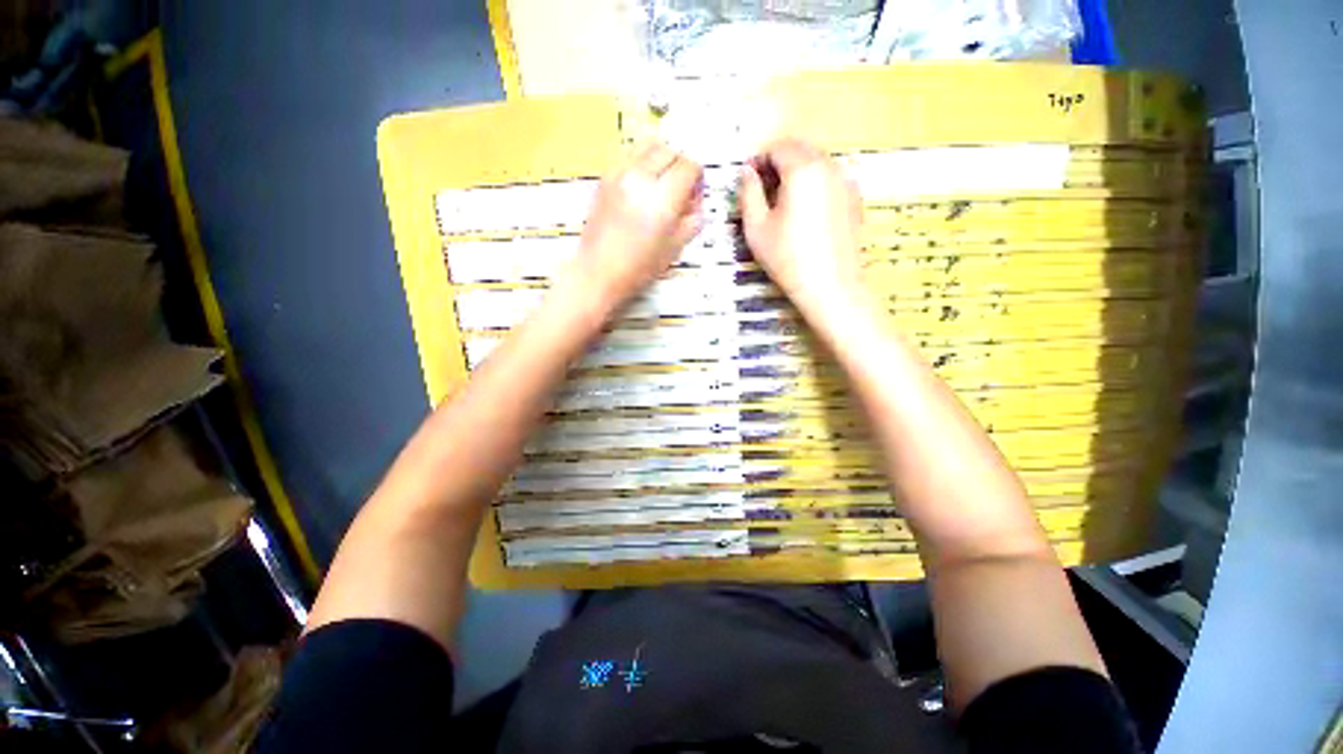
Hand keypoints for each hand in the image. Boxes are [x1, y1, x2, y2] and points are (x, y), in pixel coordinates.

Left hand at [561, 141, 702, 310]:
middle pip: (671, 149)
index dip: (698, 176)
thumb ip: (693, 219)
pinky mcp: (606, 176)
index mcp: (662, 199)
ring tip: (663, 177)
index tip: (696, 189)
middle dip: (682, 163)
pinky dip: (642, 158)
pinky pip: (630, 152)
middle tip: (682, 184)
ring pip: (649, 142)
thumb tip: (696, 200)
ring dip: (662, 154)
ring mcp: (620, 173)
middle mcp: (641, 178)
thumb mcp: (676, 248)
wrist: (598, 271)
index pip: (689, 165)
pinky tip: (643, 181)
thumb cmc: (637, 267)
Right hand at [739, 139, 864, 316]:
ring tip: (784, 204)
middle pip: (800, 150)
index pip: (778, 147)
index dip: (760, 160)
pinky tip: (807, 213)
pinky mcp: (855, 198)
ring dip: (797, 173)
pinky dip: (815, 184)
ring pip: (817, 162)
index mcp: (802, 170)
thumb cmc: (787, 258)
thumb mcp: (756, 228)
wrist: (830, 286)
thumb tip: (747, 172)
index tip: (749, 180)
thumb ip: (749, 193)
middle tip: (764, 192)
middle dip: (779, 163)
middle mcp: (828, 166)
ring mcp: (846, 181)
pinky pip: (831, 179)